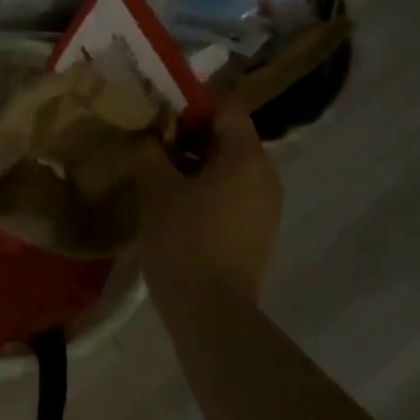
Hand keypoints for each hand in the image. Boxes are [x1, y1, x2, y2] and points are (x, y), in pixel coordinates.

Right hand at [137, 107, 281, 302]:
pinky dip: (212, 189)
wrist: (213, 315)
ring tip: (163, 178)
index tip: (163, 117)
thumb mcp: (156, 189)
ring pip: (233, 167)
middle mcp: (266, 174)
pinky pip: (237, 193)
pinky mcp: (261, 231)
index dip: (194, 104)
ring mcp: (268, 205)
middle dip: (193, 136)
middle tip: (157, 147)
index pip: (227, 106)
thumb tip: (152, 136)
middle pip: (231, 136)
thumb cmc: (184, 241)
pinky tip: (181, 208)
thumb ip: (152, 152)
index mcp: (246, 155)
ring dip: (200, 165)